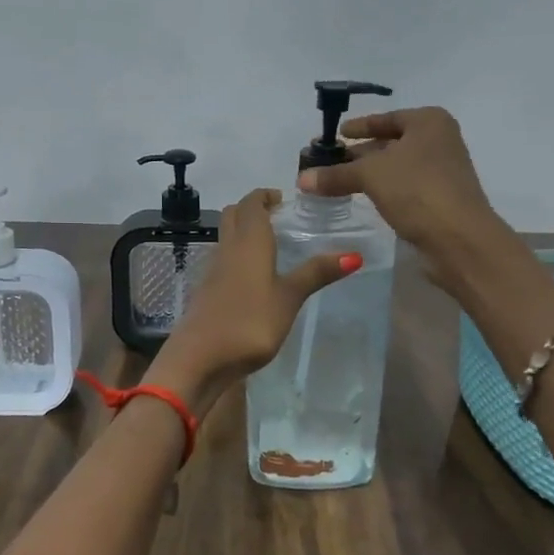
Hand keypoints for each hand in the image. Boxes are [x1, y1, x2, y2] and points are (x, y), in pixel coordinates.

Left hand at [150, 188, 358, 408]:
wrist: (199, 358)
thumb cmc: (249, 322)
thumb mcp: (289, 298)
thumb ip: (316, 274)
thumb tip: (354, 254)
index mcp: (249, 242)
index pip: (251, 204)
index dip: (265, 196)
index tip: (283, 199)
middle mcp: (227, 249)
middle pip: (233, 215)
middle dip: (252, 209)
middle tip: (277, 216)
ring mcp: (212, 270)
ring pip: (225, 237)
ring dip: (243, 231)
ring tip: (270, 244)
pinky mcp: (206, 291)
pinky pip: (222, 260)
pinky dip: (236, 255)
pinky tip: (252, 276)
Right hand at [296, 106, 507, 294]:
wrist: (459, 238)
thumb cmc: (417, 190)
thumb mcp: (370, 175)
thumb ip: (335, 174)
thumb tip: (302, 179)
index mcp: (429, 122)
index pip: (387, 119)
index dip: (359, 126)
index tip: (337, 134)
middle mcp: (440, 141)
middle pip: (391, 142)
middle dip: (360, 153)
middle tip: (329, 161)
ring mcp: (442, 171)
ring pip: (396, 167)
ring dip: (370, 174)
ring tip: (338, 182)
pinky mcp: (440, 199)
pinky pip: (404, 187)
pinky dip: (383, 190)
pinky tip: (364, 198)